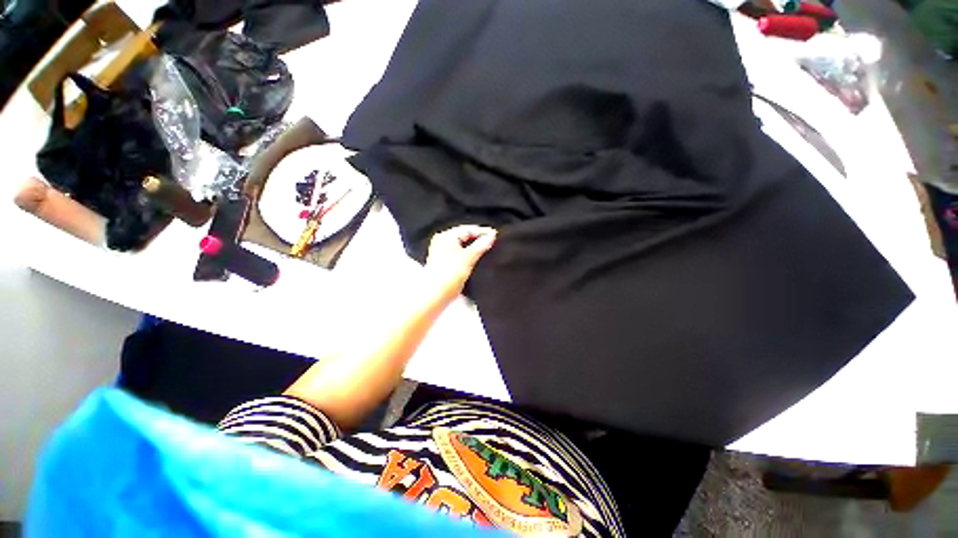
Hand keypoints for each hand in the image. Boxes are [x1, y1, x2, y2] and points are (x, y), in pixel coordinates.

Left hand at [425, 225, 496, 299]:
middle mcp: (441, 240)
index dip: (482, 231)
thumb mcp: (469, 258)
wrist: (435, 294)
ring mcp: (441, 251)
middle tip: (492, 240)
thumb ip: (481, 245)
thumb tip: (492, 235)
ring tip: (486, 248)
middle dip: (477, 238)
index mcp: (446, 236)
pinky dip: (467, 253)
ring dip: (473, 246)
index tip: (495, 234)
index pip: (467, 229)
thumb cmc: (450, 273)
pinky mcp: (442, 262)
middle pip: (463, 236)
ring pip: (461, 245)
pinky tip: (475, 257)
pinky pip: (458, 252)